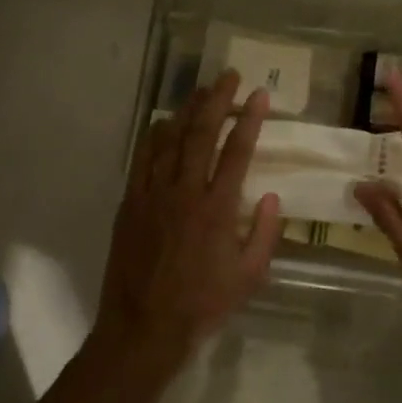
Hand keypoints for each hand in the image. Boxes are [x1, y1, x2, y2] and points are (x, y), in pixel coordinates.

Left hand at [93, 72, 282, 360]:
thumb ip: (263, 234)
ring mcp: (153, 195)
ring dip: (186, 110)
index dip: (250, 119)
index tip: (259, 95)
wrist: (144, 326)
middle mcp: (185, 192)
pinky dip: (154, 136)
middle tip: (229, 76)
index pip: (237, 152)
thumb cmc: (202, 304)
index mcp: (218, 209)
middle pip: (201, 134)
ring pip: (170, 140)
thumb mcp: (249, 277)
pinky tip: (163, 122)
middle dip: (217, 100)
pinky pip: (142, 159)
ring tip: (201, 90)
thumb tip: (269, 196)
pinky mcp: (131, 203)